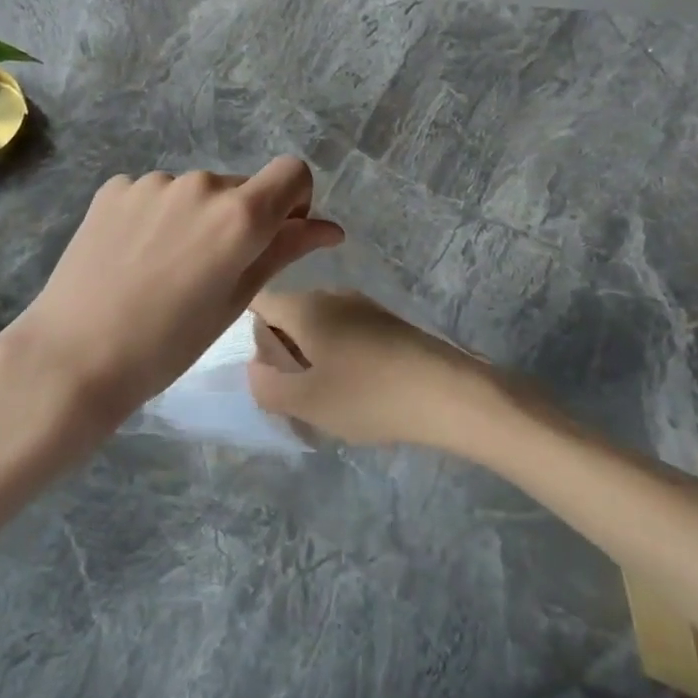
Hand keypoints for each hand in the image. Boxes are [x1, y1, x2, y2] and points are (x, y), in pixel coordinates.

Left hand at [0, 159, 343, 451]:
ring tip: (164, 269)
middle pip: (240, 187)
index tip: (274, 237)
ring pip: (195, 192)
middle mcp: (200, 184)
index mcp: (239, 214)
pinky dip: (157, 217)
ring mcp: (153, 182)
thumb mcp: (235, 301)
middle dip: (239, 219)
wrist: (74, 356)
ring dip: (195, 218)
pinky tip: (133, 257)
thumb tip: (331, 228)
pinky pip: (155, 194)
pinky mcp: (115, 188)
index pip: (292, 172)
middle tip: (211, 272)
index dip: (294, 201)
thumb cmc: (168, 344)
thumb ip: (285, 252)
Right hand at [247, 290, 509, 451]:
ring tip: (326, 400)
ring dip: (312, 359)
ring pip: (319, 327)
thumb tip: (255, 368)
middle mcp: (331, 295)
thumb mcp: (305, 402)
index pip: (258, 303)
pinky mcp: (388, 322)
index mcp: (305, 307)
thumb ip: (266, 386)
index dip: (248, 333)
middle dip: (282, 353)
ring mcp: (363, 306)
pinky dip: (340, 359)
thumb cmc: (368, 396)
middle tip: (292, 396)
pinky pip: (347, 334)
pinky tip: (358, 393)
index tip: (262, 369)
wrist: (449, 393)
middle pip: (288, 316)